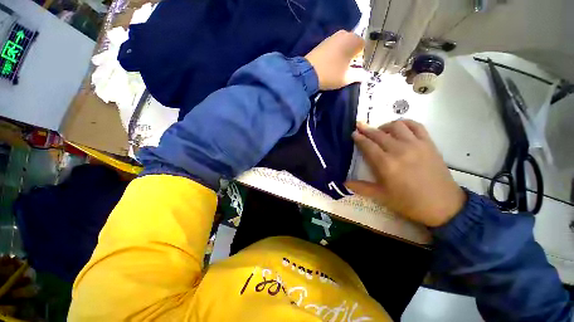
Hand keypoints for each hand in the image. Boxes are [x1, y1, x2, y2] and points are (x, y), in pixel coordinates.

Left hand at [305, 30, 365, 89]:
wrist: (308, 73)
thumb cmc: (331, 74)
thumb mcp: (347, 77)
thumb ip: (359, 75)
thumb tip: (365, 75)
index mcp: (353, 39)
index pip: (364, 47)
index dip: (362, 59)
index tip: (357, 69)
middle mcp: (344, 34)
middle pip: (353, 46)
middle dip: (353, 57)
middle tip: (348, 70)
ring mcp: (331, 37)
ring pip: (343, 47)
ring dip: (344, 56)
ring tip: (339, 69)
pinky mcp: (322, 43)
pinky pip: (334, 48)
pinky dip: (335, 55)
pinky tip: (331, 65)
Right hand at [346, 120, 465, 226]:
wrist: (443, 205)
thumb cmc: (408, 202)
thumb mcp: (381, 196)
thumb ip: (361, 187)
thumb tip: (344, 183)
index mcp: (386, 164)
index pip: (368, 145)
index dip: (359, 138)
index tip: (353, 133)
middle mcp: (399, 150)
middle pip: (379, 134)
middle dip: (366, 129)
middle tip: (359, 127)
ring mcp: (416, 145)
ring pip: (396, 126)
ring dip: (384, 125)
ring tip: (380, 130)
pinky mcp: (429, 144)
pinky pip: (416, 126)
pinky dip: (406, 123)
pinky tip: (400, 127)